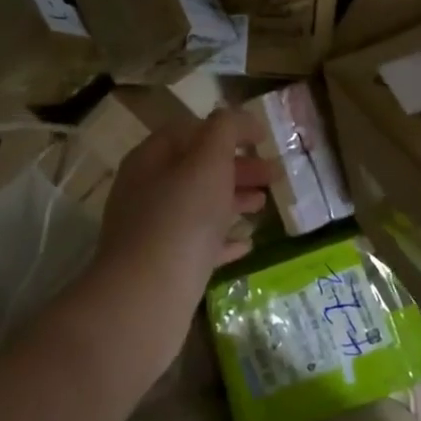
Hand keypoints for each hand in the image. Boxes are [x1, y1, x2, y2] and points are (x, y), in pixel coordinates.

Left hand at [90, 108, 273, 349]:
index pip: (190, 130)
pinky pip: (199, 245)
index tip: (262, 137)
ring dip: (233, 200)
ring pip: (200, 206)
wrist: (146, 300)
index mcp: (151, 159)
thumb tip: (239, 119)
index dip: (227, 129)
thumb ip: (225, 130)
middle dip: (237, 167)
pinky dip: (224, 239)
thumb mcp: (208, 161)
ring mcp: (153, 232)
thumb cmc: (180, 218)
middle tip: (274, 174)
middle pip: (197, 168)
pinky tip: (248, 244)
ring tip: (265, 205)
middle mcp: (147, 191)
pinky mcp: (164, 268)